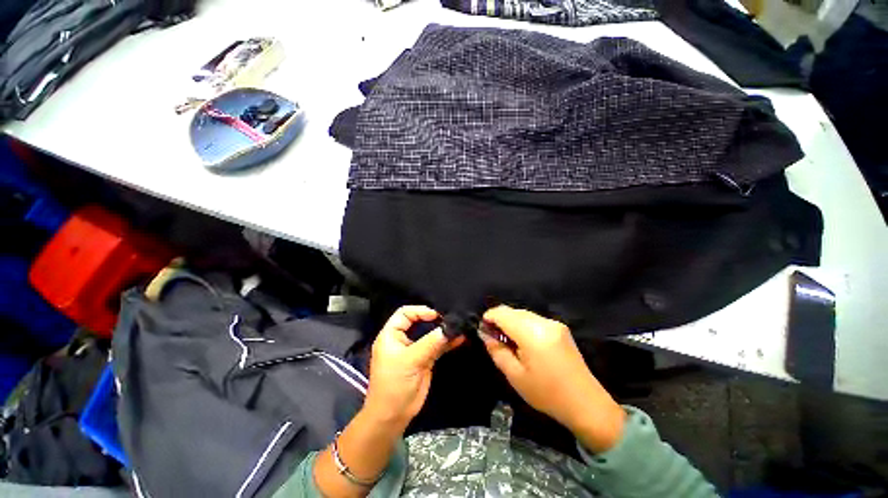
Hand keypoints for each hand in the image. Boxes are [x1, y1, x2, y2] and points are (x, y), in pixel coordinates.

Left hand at [364, 306, 463, 429]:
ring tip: (459, 326)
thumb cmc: (395, 384)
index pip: (405, 313)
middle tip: (451, 318)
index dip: (420, 311)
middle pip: (419, 321)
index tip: (438, 315)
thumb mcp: (411, 360)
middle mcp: (403, 339)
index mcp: (391, 335)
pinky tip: (460, 339)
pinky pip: (437, 347)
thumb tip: (450, 327)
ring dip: (443, 331)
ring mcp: (415, 349)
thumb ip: (431, 343)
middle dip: (435, 319)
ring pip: (430, 334)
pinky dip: (447, 343)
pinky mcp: (424, 359)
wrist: (393, 417)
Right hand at [481, 305, 625, 451]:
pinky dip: (522, 324)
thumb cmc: (547, 393)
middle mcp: (543, 322)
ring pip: (523, 314)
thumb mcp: (515, 376)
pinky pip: (534, 319)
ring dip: (511, 321)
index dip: (489, 317)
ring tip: (506, 339)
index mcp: (532, 333)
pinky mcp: (560, 328)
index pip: (503, 314)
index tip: (482, 328)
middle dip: (499, 319)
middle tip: (492, 336)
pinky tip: (521, 340)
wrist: (586, 403)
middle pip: (513, 311)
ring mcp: (554, 323)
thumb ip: (497, 351)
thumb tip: (485, 334)